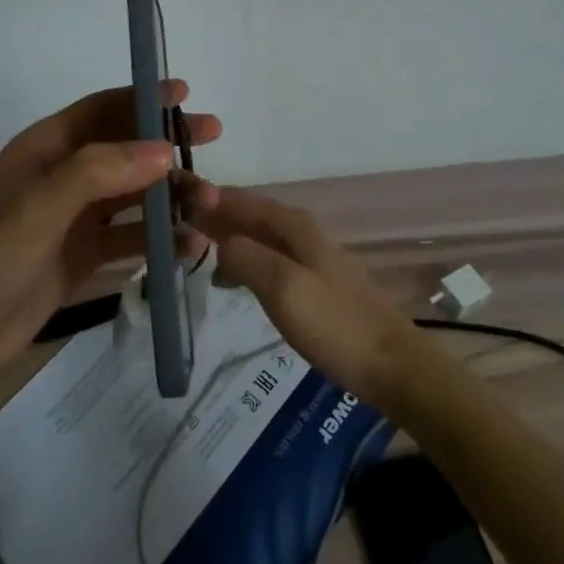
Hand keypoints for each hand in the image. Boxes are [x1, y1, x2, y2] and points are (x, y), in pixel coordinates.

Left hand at [0, 82, 221, 371]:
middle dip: (167, 142)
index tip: (185, 94)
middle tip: (213, 136)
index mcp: (46, 148)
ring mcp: (75, 217)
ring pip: (133, 193)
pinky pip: (130, 237)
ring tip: (210, 203)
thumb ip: (101, 170)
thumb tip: (164, 149)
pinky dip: (160, 238)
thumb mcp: (44, 204)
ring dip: (171, 194)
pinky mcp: (85, 254)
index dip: (142, 98)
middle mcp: (63, 175)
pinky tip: (191, 246)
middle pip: (124, 148)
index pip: (100, 109)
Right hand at [182, 180, 415, 407]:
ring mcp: (309, 257)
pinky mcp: (314, 282)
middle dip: (212, 217)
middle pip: (248, 214)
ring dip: (225, 241)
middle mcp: (300, 231)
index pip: (239, 198)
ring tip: (193, 255)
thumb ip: (245, 257)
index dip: (206, 197)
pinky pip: (268, 259)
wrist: (392, 366)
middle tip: (174, 231)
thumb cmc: (335, 324)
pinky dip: (243, 262)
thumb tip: (220, 243)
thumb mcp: (282, 287)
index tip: (171, 201)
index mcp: (292, 224)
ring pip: (257, 237)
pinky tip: (230, 281)